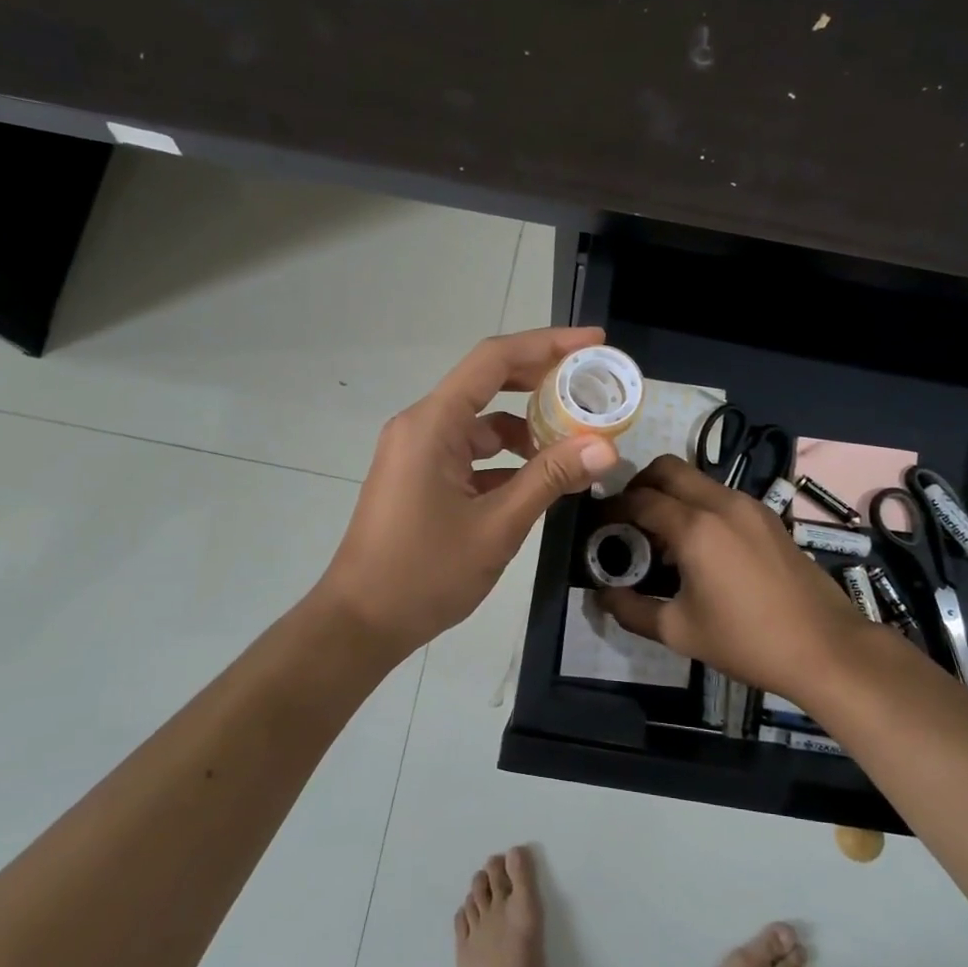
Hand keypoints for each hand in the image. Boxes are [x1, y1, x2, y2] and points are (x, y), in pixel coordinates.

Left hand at [317, 327, 620, 658]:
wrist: (361, 623)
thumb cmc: (424, 574)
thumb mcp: (497, 526)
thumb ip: (550, 479)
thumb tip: (606, 447)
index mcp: (432, 424)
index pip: (494, 360)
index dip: (547, 344)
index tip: (594, 343)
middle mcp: (422, 426)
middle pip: (489, 384)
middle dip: (543, 382)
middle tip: (594, 388)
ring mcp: (419, 452)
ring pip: (483, 424)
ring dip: (528, 429)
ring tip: (578, 443)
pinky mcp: (421, 477)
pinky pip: (471, 453)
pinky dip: (507, 460)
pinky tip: (542, 480)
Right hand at [598, 456, 883, 706]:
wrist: (825, 647)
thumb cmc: (746, 641)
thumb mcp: (678, 631)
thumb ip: (631, 609)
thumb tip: (602, 594)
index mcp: (695, 527)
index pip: (638, 499)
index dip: (611, 509)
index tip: (597, 525)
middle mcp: (721, 503)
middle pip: (667, 468)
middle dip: (638, 485)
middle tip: (626, 518)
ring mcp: (750, 505)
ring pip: (696, 479)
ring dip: (670, 495)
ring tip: (661, 537)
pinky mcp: (768, 516)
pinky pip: (720, 495)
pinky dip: (698, 505)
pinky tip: (699, 546)